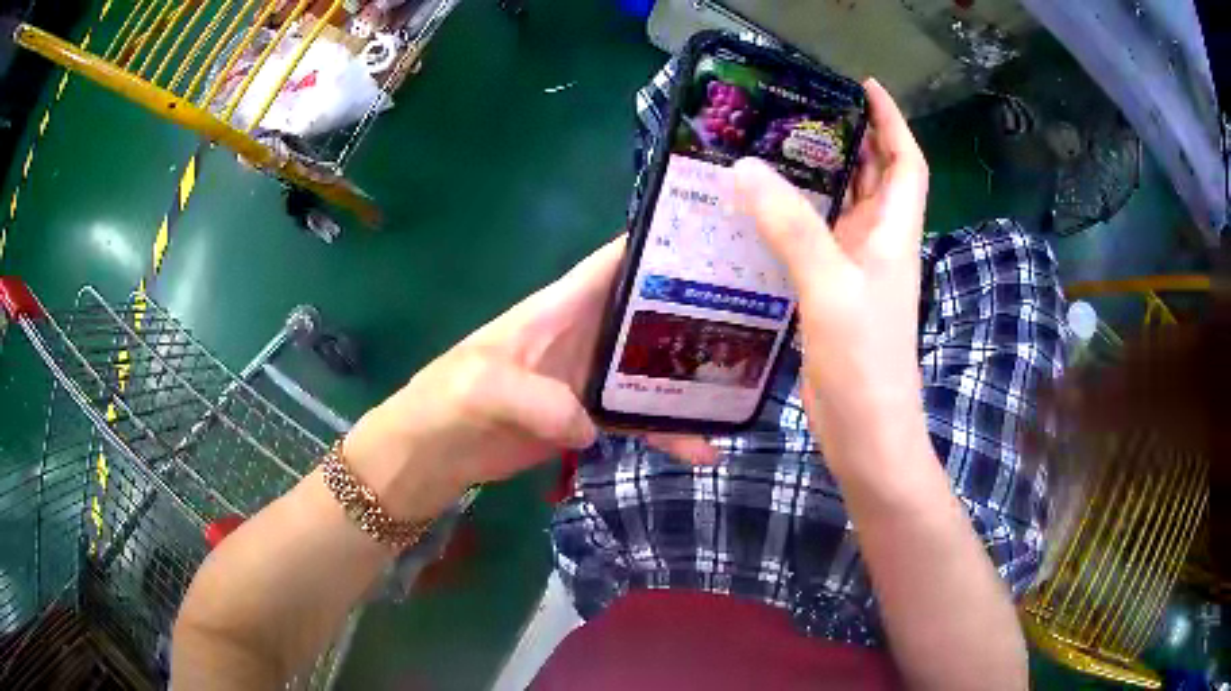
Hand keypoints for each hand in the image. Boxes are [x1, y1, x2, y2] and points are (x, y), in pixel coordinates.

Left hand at [341, 237, 715, 522]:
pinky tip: (703, 450)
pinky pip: (641, 419)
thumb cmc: (448, 401)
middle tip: (761, 318)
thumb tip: (589, 427)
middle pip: (653, 312)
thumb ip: (536, 400)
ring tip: (744, 397)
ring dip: (695, 382)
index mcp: (563, 306)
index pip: (620, 259)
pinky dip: (670, 432)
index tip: (722, 239)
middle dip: (701, 312)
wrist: (434, 453)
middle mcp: (586, 333)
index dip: (666, 243)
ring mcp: (592, 377)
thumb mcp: (481, 389)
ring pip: (656, 370)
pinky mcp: (591, 417)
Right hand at [732, 79, 929, 478]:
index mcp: (893, 234)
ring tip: (772, 144)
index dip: (892, 121)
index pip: (906, 163)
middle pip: (872, 178)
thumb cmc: (865, 363)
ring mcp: (854, 272)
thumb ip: (792, 228)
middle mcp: (878, 245)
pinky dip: (792, 217)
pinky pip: (813, 240)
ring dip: (818, 175)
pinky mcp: (830, 295)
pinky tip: (757, 209)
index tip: (863, 86)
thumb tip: (746, 167)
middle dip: (849, 137)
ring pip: (840, 207)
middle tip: (800, 107)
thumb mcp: (831, 289)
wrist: (866, 435)